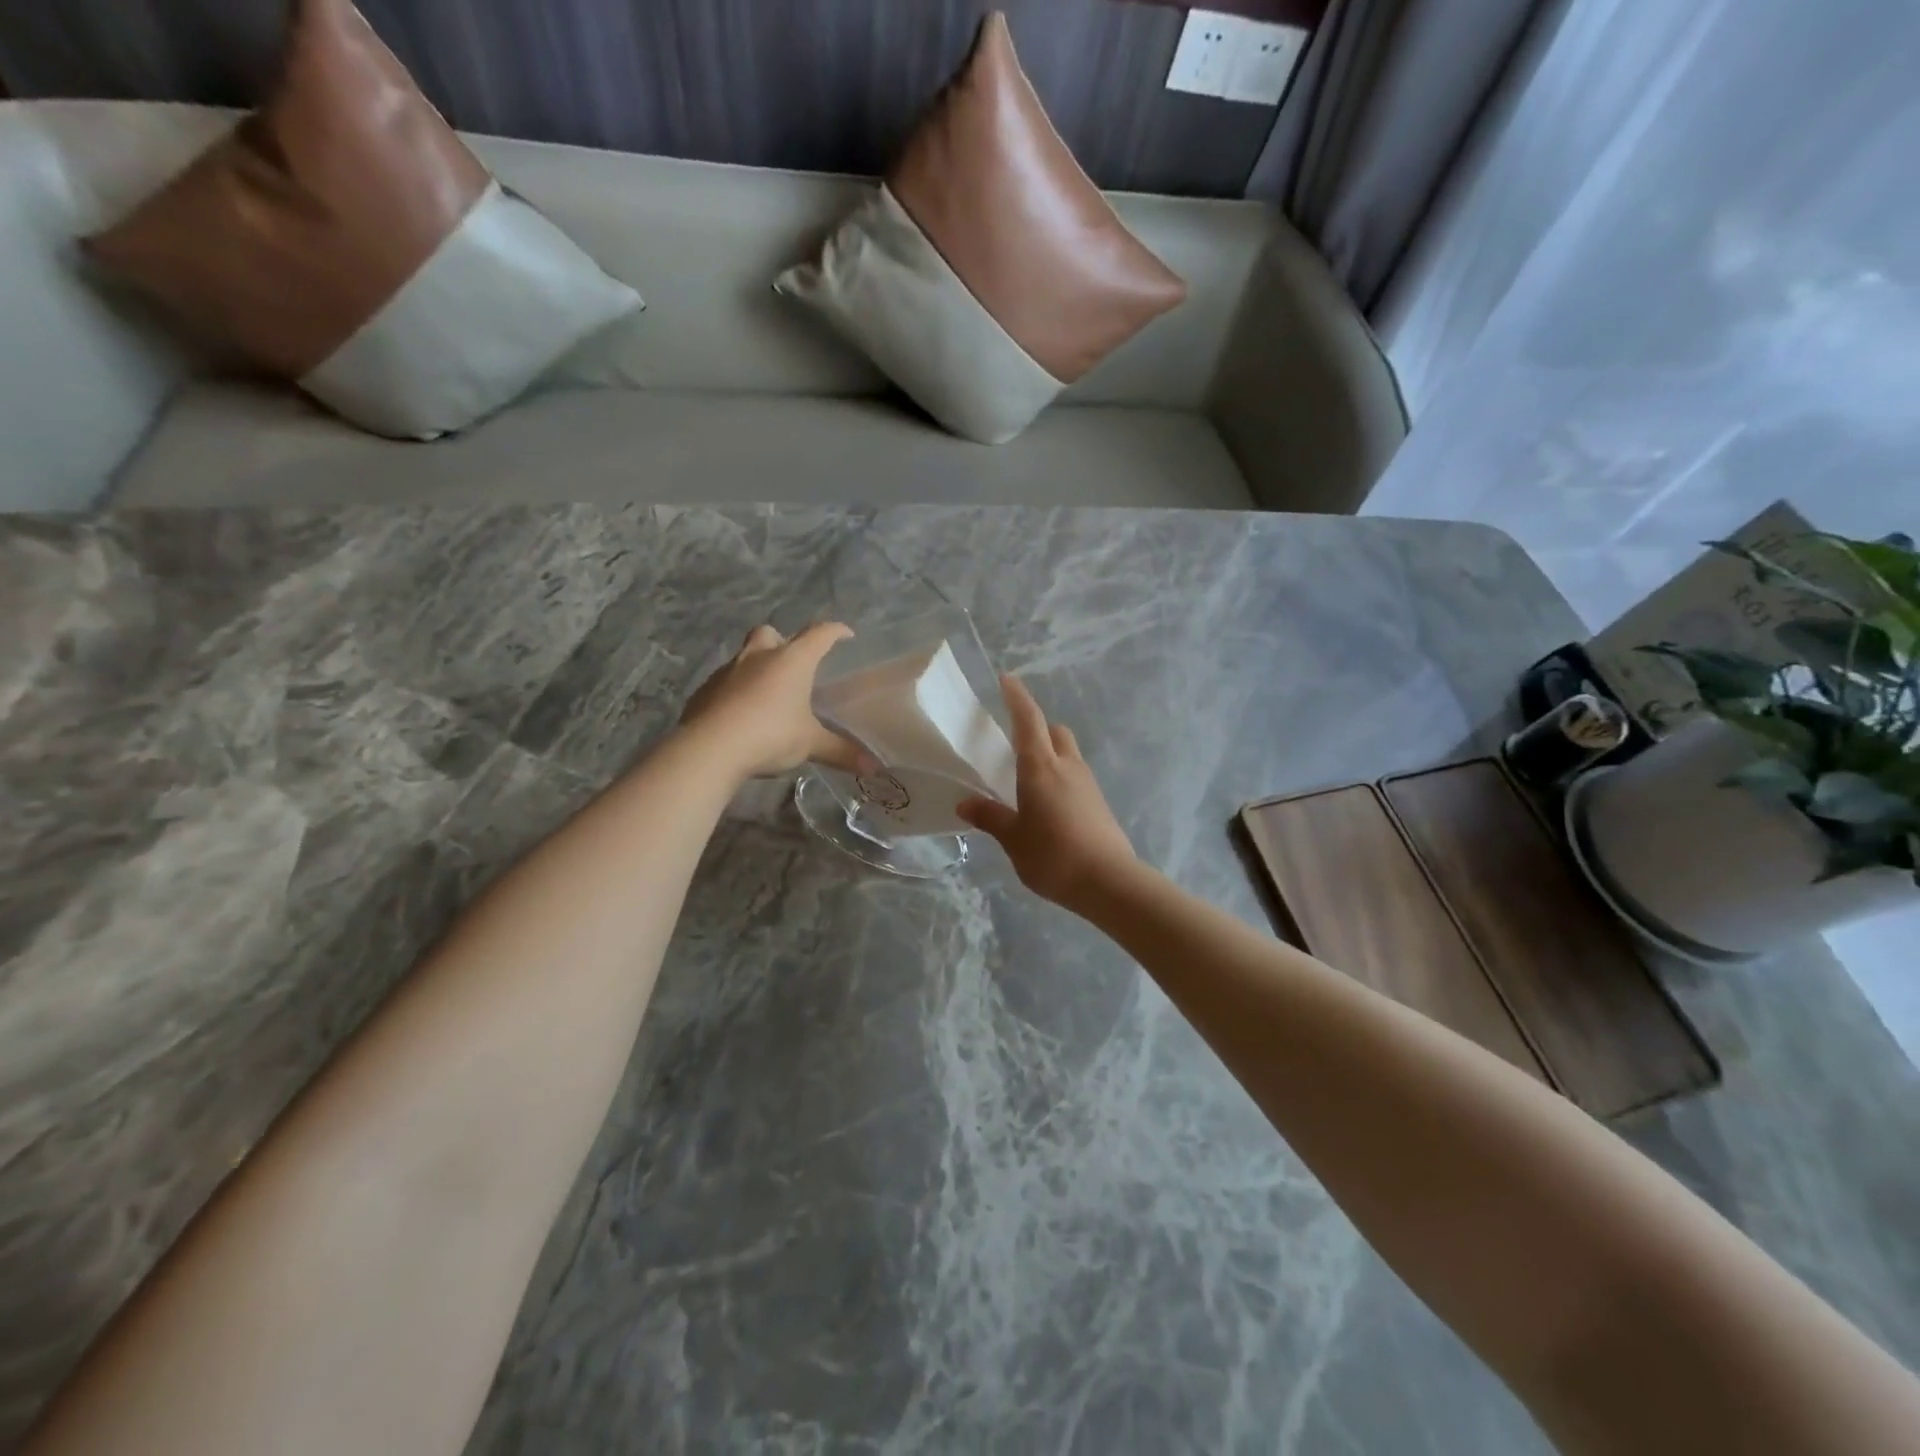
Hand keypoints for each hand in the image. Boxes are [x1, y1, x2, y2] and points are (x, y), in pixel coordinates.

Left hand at [680, 624, 865, 777]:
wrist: (709, 748)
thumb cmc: (770, 735)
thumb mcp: (810, 744)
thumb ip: (841, 752)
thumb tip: (874, 767)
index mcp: (791, 661)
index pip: (819, 634)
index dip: (835, 631)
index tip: (846, 635)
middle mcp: (758, 657)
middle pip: (770, 633)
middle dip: (782, 641)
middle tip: (793, 664)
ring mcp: (727, 671)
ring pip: (744, 657)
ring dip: (757, 668)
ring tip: (768, 695)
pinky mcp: (704, 691)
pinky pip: (725, 683)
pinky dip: (736, 692)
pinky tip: (741, 714)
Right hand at [957, 675, 1138, 912]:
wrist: (1109, 882)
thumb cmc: (1053, 855)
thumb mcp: (1013, 839)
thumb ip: (991, 817)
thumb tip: (965, 803)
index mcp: (1041, 768)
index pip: (1028, 720)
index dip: (1017, 697)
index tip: (1007, 679)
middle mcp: (1067, 767)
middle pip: (1054, 731)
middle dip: (1036, 727)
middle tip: (1014, 741)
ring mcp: (1087, 783)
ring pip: (1067, 753)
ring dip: (1049, 753)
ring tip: (1027, 777)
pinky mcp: (1098, 802)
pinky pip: (1075, 776)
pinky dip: (1060, 777)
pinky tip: (1048, 804)